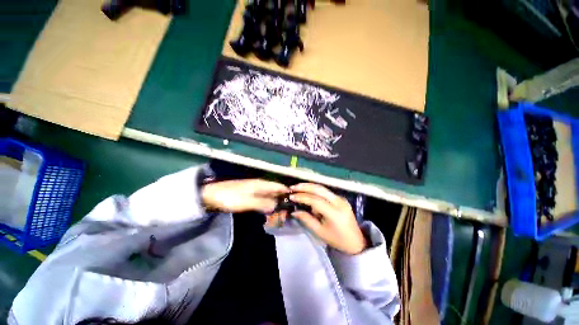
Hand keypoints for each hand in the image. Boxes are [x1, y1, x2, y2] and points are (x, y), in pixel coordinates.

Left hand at [201, 179, 288, 212]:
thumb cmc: (229, 197)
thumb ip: (263, 203)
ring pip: (270, 195)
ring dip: (276, 203)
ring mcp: (255, 190)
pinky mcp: (251, 195)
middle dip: (283, 200)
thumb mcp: (246, 201)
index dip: (288, 192)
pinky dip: (268, 205)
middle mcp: (261, 185)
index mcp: (261, 184)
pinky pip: (263, 199)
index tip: (296, 201)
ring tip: (281, 214)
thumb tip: (277, 206)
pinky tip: (270, 211)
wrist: (211, 196)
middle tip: (288, 212)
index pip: (279, 186)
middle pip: (276, 191)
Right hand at [289, 183, 366, 254]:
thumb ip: (307, 220)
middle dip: (305, 187)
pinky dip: (316, 191)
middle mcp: (339, 202)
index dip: (303, 197)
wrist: (356, 242)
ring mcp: (341, 199)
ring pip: (323, 188)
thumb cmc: (337, 240)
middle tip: (293, 187)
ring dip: (310, 187)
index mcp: (335, 213)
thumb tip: (294, 211)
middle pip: (320, 189)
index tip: (292, 197)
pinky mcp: (341, 198)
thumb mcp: (320, 232)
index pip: (316, 201)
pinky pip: (326, 192)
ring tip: (298, 188)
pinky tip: (308, 192)